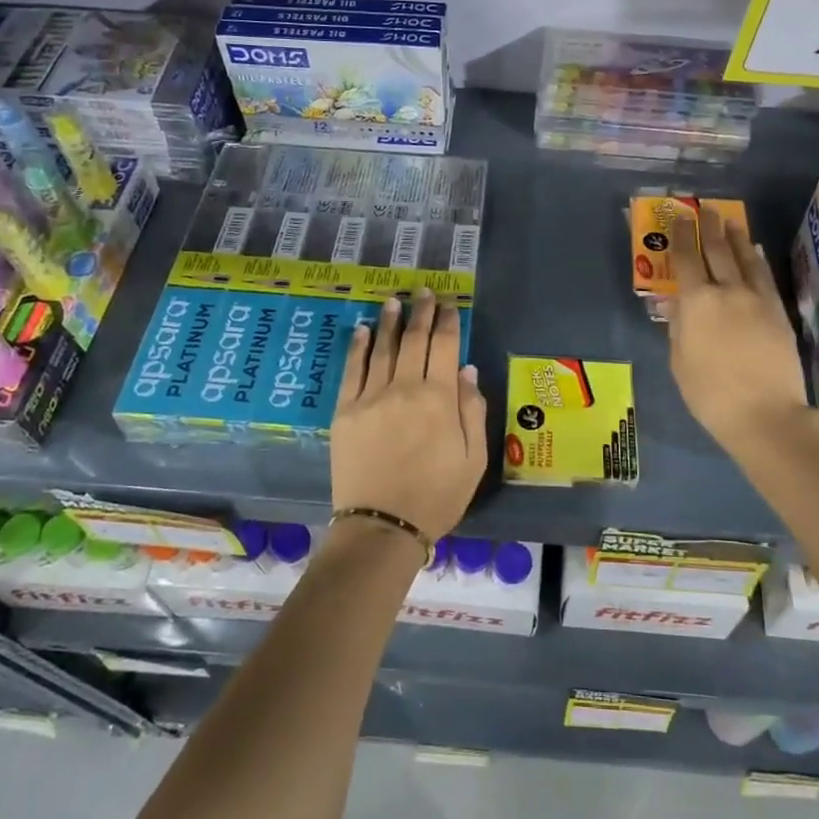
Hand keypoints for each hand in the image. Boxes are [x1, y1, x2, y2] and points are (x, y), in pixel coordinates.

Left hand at [331, 289, 487, 541]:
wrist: (382, 527)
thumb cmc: (437, 496)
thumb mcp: (473, 459)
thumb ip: (472, 410)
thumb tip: (466, 370)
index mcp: (439, 399)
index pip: (445, 347)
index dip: (448, 321)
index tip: (449, 304)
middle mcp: (404, 388)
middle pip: (415, 340)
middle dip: (422, 312)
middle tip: (424, 292)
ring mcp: (370, 397)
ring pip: (382, 348)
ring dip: (390, 321)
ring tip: (395, 300)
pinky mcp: (345, 411)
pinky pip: (352, 370)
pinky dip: (358, 346)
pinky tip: (362, 329)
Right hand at [664, 207, 812, 457]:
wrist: (765, 414)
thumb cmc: (710, 394)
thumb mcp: (680, 361)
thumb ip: (678, 327)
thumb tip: (676, 303)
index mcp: (696, 302)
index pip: (685, 259)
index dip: (680, 236)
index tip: (678, 219)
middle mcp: (727, 291)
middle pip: (717, 250)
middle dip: (708, 226)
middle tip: (704, 208)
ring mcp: (756, 298)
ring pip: (745, 257)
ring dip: (735, 236)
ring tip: (730, 220)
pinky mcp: (778, 311)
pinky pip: (765, 276)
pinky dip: (757, 259)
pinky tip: (755, 250)